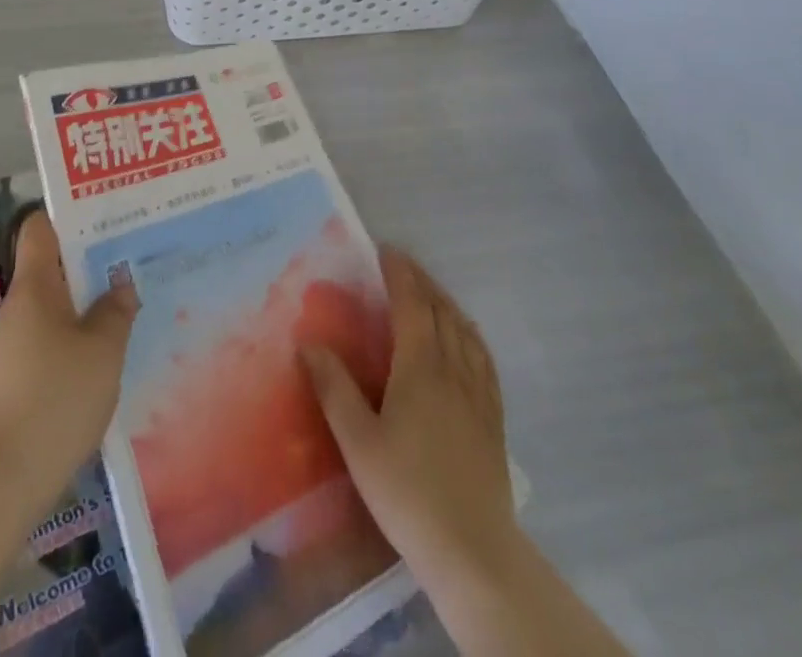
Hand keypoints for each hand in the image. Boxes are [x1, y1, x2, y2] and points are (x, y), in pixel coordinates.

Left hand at [0, 212, 138, 501]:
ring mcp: (15, 345)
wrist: (1, 478)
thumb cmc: (55, 397)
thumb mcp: (102, 351)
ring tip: (128, 307)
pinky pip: (52, 341)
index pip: (40, 227)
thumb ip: (115, 312)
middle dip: (90, 264)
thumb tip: (120, 287)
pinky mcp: (17, 379)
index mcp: (35, 285)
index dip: (69, 217)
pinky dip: (77, 340)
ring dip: (87, 305)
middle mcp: (20, 307)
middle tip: (132, 262)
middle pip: (53, 266)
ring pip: (56, 307)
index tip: (105, 218)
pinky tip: (106, 358)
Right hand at [302, 249, 516, 598]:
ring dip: (445, 301)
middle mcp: (453, 369)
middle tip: (401, 263)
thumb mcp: (358, 442)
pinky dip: (469, 332)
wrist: (473, 551)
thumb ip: (333, 387)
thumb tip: (308, 342)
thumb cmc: (408, 492)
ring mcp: (478, 392)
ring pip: (464, 329)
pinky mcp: (493, 416)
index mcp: (420, 367)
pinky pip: (483, 357)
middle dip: (421, 279)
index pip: (412, 303)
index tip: (385, 249)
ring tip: (429, 291)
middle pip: (441, 309)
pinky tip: (465, 338)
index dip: (399, 272)